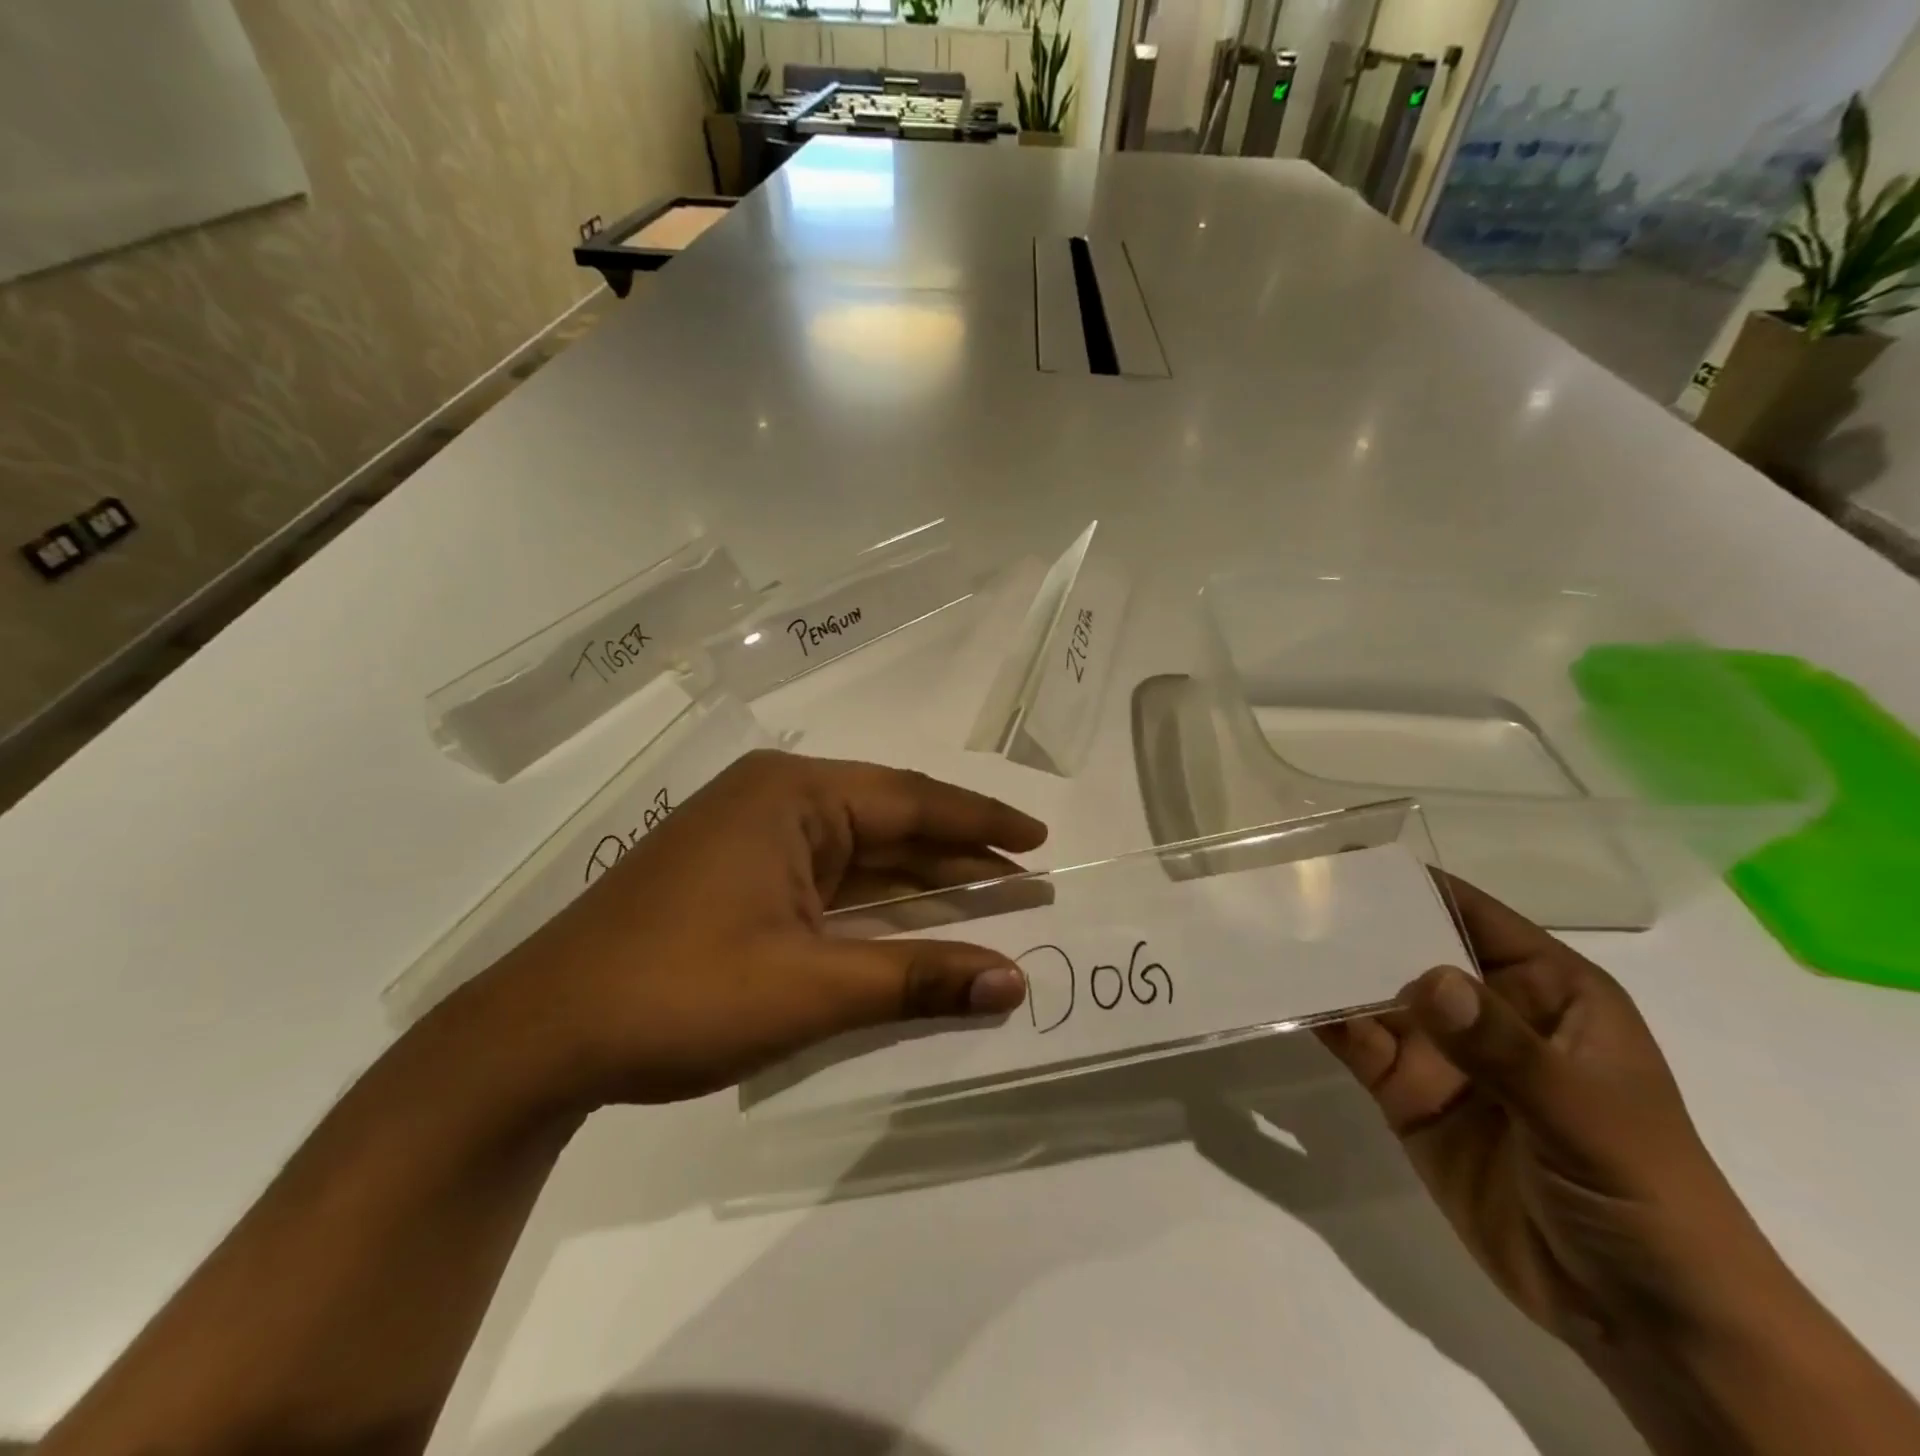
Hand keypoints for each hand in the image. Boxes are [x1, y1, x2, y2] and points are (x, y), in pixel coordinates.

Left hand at [464, 751, 1046, 1104]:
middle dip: (959, 856)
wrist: (542, 1036)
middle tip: (1028, 881)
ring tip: (991, 902)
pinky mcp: (739, 880)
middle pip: (890, 824)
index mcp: (792, 796)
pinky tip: (916, 927)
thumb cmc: (679, 993)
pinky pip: (829, 884)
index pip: (912, 800)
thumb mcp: (809, 987)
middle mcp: (776, 803)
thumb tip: (1014, 982)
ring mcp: (754, 841)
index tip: (1039, 839)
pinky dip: (876, 907)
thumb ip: (915, 977)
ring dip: (921, 883)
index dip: (981, 822)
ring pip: (860, 856)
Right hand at [1318, 877, 1782, 1351]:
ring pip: (1374, 994)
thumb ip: (1503, 1047)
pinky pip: (1357, 1044)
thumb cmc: (1643, 1194)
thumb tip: (1426, 978)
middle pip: (1410, 948)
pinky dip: (1323, 1021)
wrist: (1640, 1320)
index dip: (1414, 884)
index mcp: (1544, 990)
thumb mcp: (1585, 1115)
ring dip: (1330, 969)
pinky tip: (1284, 997)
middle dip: (1357, 924)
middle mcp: (1486, 1009)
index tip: (1346, 859)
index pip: (1471, 914)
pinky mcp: (1407, 1094)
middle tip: (1286, 895)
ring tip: (1271, 937)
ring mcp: (1442, 1053)